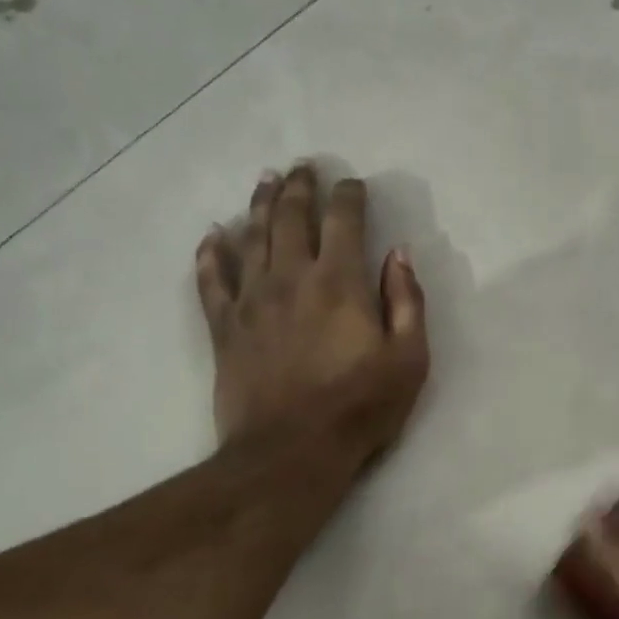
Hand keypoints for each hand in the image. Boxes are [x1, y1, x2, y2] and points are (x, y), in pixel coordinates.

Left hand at [196, 163, 428, 460]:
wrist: (290, 452)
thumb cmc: (359, 408)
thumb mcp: (409, 359)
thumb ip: (407, 302)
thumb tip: (399, 254)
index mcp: (340, 282)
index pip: (343, 221)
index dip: (349, 196)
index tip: (353, 184)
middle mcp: (292, 278)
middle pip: (291, 217)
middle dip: (300, 187)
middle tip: (303, 166)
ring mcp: (251, 300)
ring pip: (251, 237)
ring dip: (260, 204)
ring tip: (266, 181)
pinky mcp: (224, 328)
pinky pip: (211, 280)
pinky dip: (210, 253)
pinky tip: (212, 235)